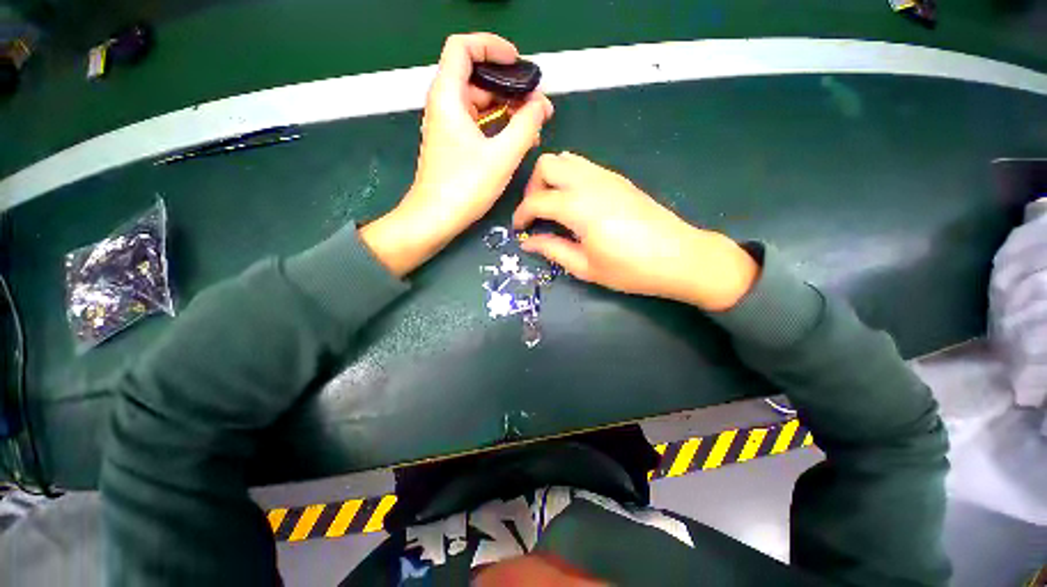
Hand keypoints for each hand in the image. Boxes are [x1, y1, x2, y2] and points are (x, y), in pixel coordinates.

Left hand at [362, 33, 553, 276]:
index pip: (463, 47)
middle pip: (478, 78)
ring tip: (535, 125)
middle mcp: (445, 106)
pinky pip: (480, 124)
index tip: (518, 63)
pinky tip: (519, 141)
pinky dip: (499, 126)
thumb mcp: (502, 156)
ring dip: (509, 109)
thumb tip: (540, 105)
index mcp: (449, 97)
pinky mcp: (455, 145)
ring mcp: (449, 127)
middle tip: (538, 104)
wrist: (436, 218)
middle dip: (511, 86)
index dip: (492, 47)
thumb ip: (526, 125)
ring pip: (481, 103)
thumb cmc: (465, 187)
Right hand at [513, 152, 757, 310]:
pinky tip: (575, 203)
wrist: (679, 257)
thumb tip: (528, 243)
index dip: (521, 215)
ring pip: (566, 159)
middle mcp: (589, 183)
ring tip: (553, 207)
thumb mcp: (585, 267)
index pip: (537, 201)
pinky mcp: (618, 179)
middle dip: (533, 187)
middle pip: (547, 164)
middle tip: (536, 214)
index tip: (519, 230)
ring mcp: (606, 177)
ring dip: (551, 179)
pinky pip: (584, 166)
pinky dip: (569, 178)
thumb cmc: (630, 269)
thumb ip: (552, 250)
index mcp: (578, 207)